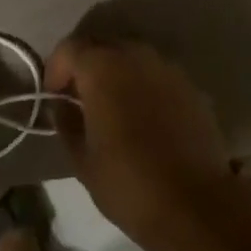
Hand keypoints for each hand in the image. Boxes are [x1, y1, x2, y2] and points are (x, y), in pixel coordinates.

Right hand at [47, 37, 250, 250]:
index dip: (56, 68)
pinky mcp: (191, 87)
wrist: (196, 205)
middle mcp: (136, 56)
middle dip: (86, 66)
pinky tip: (143, 117)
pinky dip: (143, 86)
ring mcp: (168, 69)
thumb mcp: (82, 159)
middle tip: (80, 98)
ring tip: (112, 107)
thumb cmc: (128, 182)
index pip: (70, 48)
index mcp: (103, 67)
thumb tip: (63, 105)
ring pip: (132, 57)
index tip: (54, 96)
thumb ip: (66, 122)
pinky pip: (157, 75)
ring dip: (116, 73)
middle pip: (102, 46)